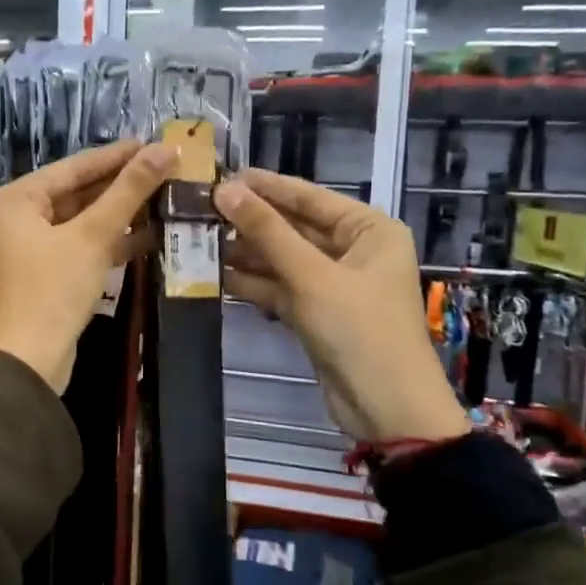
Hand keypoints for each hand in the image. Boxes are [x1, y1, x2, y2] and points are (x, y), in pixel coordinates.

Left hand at [0, 139, 175, 392]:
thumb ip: (129, 190)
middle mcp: (15, 218)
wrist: (30, 360)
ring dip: (119, 214)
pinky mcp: (44, 274)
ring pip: (80, 221)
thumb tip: (166, 149)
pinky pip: (80, 246)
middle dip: (121, 185)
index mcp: (14, 200)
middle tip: (165, 169)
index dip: (116, 156)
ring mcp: (28, 248)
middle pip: (76, 193)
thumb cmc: (53, 289)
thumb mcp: (93, 235)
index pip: (73, 167)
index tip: (154, 143)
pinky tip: (148, 235)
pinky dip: (109, 242)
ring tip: (165, 198)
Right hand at [215, 169, 468, 443]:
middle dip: (250, 222)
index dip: (265, 186)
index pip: (310, 196)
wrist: (386, 409)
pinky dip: (254, 283)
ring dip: (246, 253)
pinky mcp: (317, 313)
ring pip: (283, 259)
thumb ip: (267, 231)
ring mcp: (334, 284)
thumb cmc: (359, 330)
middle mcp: (354, 250)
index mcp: (369, 230)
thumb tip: (224, 190)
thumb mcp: (310, 276)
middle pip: (294, 227)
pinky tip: (216, 275)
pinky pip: (281, 287)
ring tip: (199, 240)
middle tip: (201, 210)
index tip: (220, 174)